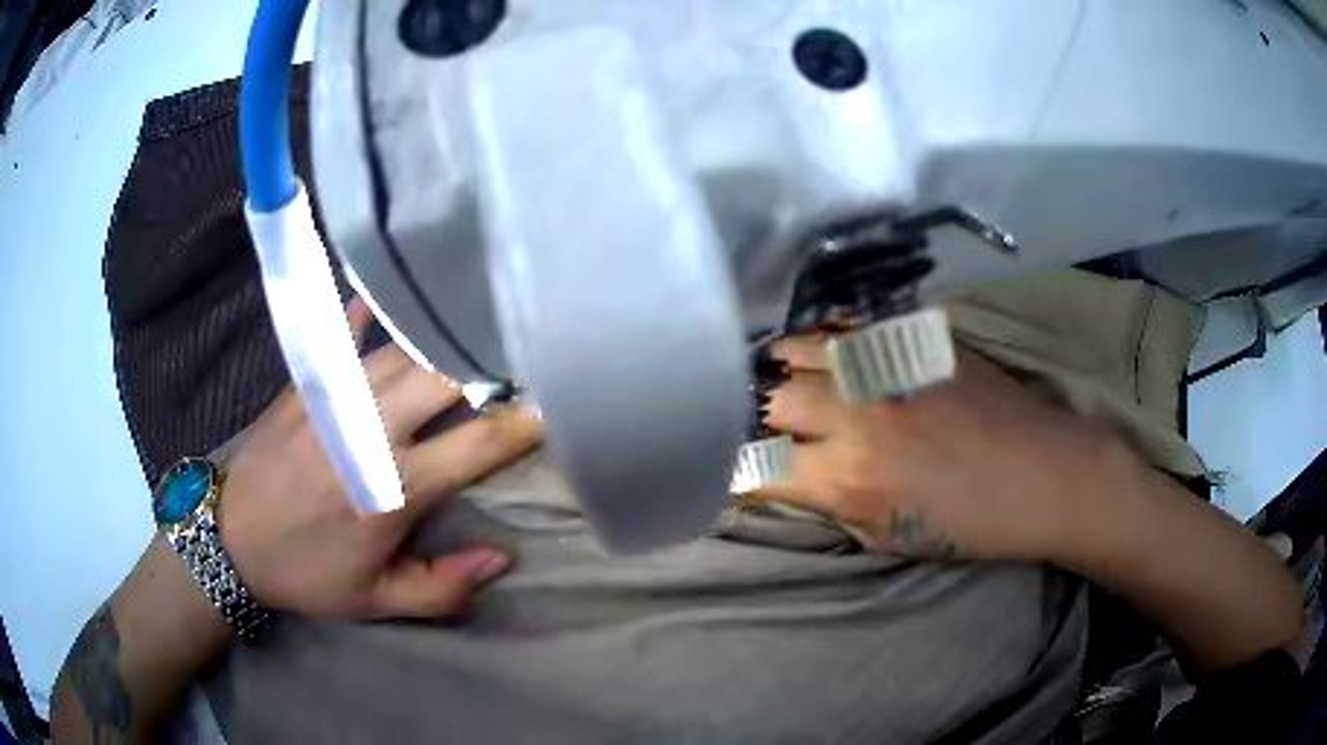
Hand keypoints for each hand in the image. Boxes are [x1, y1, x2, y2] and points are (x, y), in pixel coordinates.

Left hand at [217, 298, 541, 619]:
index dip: (522, 427)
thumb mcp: (377, 601)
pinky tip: (381, 297)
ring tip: (469, 334)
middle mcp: (369, 432)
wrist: (233, 540)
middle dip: (487, 369)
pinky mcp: (306, 384)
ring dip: (440, 344)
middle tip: (515, 364)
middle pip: (442, 378)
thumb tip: (500, 558)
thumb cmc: (308, 572)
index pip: (476, 447)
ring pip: (402, 352)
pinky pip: (343, 337)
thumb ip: (442, 587)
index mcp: (393, 491)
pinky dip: (365, 317)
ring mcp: (335, 399)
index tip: (553, 410)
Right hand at [759, 334, 1122, 561]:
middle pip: (768, 399)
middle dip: (752, 415)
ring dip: (780, 368)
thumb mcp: (890, 537)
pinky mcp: (908, 339)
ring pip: (798, 348)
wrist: (1041, 472)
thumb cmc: (970, 523)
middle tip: (759, 424)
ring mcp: (881, 366)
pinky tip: (824, 350)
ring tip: (780, 377)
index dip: (733, 471)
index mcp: (847, 477)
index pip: (756, 467)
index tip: (732, 472)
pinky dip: (822, 339)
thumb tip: (797, 479)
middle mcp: (853, 414)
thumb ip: (833, 505)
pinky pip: (845, 326)